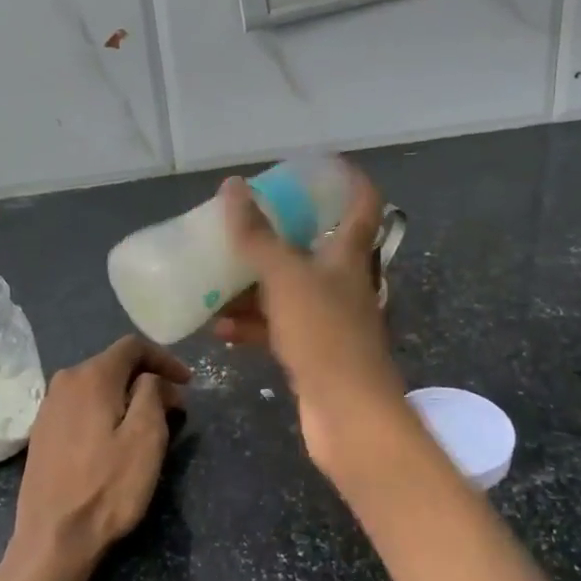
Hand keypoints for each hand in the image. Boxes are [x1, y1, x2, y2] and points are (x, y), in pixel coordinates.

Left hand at [13, 335, 188, 578]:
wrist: (53, 538)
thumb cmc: (108, 486)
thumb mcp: (146, 437)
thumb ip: (152, 393)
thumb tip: (151, 379)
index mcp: (91, 376)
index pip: (133, 346)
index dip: (165, 359)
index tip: (188, 383)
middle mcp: (64, 381)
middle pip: (114, 365)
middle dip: (148, 380)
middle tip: (174, 408)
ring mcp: (48, 407)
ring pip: (97, 386)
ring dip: (127, 397)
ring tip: (150, 425)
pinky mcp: (42, 432)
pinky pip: (81, 406)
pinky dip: (105, 411)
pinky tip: (116, 439)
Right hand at [214, 163, 414, 486]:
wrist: (349, 415)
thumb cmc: (324, 334)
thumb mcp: (285, 278)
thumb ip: (258, 235)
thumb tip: (233, 188)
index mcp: (349, 255)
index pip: (362, 202)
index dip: (346, 178)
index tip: (315, 165)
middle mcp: (344, 282)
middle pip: (317, 245)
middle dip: (280, 233)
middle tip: (246, 221)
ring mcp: (330, 319)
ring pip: (290, 289)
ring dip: (255, 284)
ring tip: (217, 278)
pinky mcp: (315, 352)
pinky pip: (279, 327)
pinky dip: (253, 325)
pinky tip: (221, 329)